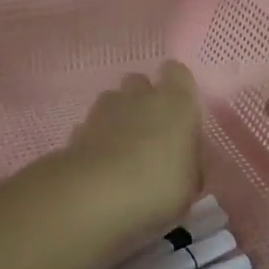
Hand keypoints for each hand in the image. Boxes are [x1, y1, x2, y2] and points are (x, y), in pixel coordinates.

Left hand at [56, 61, 202, 238]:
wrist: (93, 195)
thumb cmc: (155, 186)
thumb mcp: (190, 185)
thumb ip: (190, 163)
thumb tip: (186, 156)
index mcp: (174, 102)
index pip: (177, 72)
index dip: (178, 88)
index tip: (181, 113)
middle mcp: (139, 96)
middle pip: (141, 82)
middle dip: (145, 100)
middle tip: (152, 133)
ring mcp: (104, 109)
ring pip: (114, 101)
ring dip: (120, 118)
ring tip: (124, 150)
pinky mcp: (78, 129)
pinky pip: (93, 125)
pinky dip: (98, 138)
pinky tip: (102, 164)